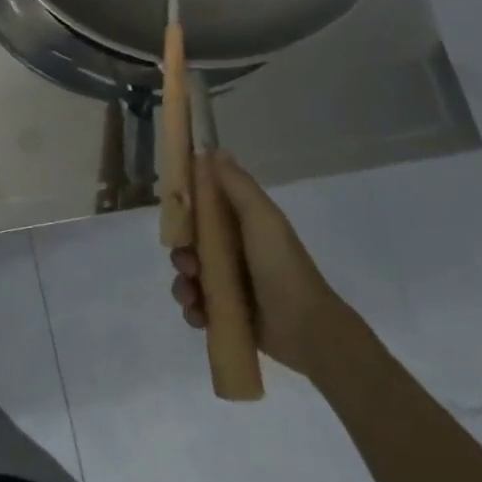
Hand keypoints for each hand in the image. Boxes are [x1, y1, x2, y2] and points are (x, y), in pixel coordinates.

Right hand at [168, 152, 348, 377]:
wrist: (308, 331)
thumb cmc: (282, 267)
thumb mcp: (262, 219)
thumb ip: (238, 186)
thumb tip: (213, 150)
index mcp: (243, 227)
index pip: (204, 209)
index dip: (185, 209)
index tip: (173, 214)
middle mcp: (235, 252)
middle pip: (191, 245)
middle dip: (182, 254)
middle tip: (188, 265)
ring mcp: (231, 285)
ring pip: (190, 277)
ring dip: (183, 285)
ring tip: (193, 297)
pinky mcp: (227, 314)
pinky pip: (196, 307)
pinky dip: (192, 309)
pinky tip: (199, 314)